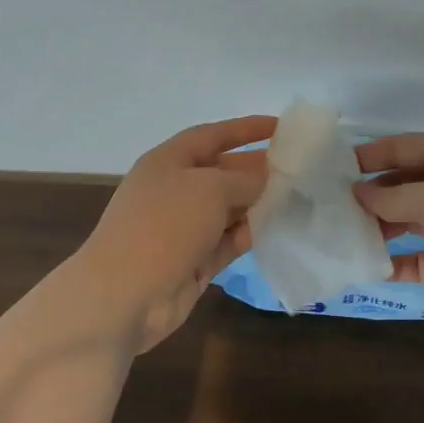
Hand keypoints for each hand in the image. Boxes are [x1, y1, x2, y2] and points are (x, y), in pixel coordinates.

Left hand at [79, 115, 276, 350]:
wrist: (124, 295)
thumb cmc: (165, 225)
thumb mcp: (210, 188)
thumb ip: (244, 179)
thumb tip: (264, 178)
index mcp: (169, 161)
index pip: (212, 135)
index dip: (246, 129)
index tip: (281, 127)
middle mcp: (175, 190)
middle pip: (223, 172)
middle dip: (257, 170)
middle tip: (299, 169)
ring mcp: (182, 228)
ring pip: (227, 209)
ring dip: (257, 204)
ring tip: (297, 200)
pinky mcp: (192, 261)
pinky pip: (226, 240)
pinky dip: (247, 235)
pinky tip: (275, 231)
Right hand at [353, 133, 423, 344]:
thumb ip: (394, 197)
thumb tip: (357, 192)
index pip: (405, 148)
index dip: (370, 155)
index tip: (332, 169)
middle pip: (402, 186)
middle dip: (369, 195)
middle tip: (328, 207)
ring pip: (406, 223)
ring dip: (377, 229)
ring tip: (338, 236)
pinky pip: (416, 260)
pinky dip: (393, 263)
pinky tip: (364, 268)